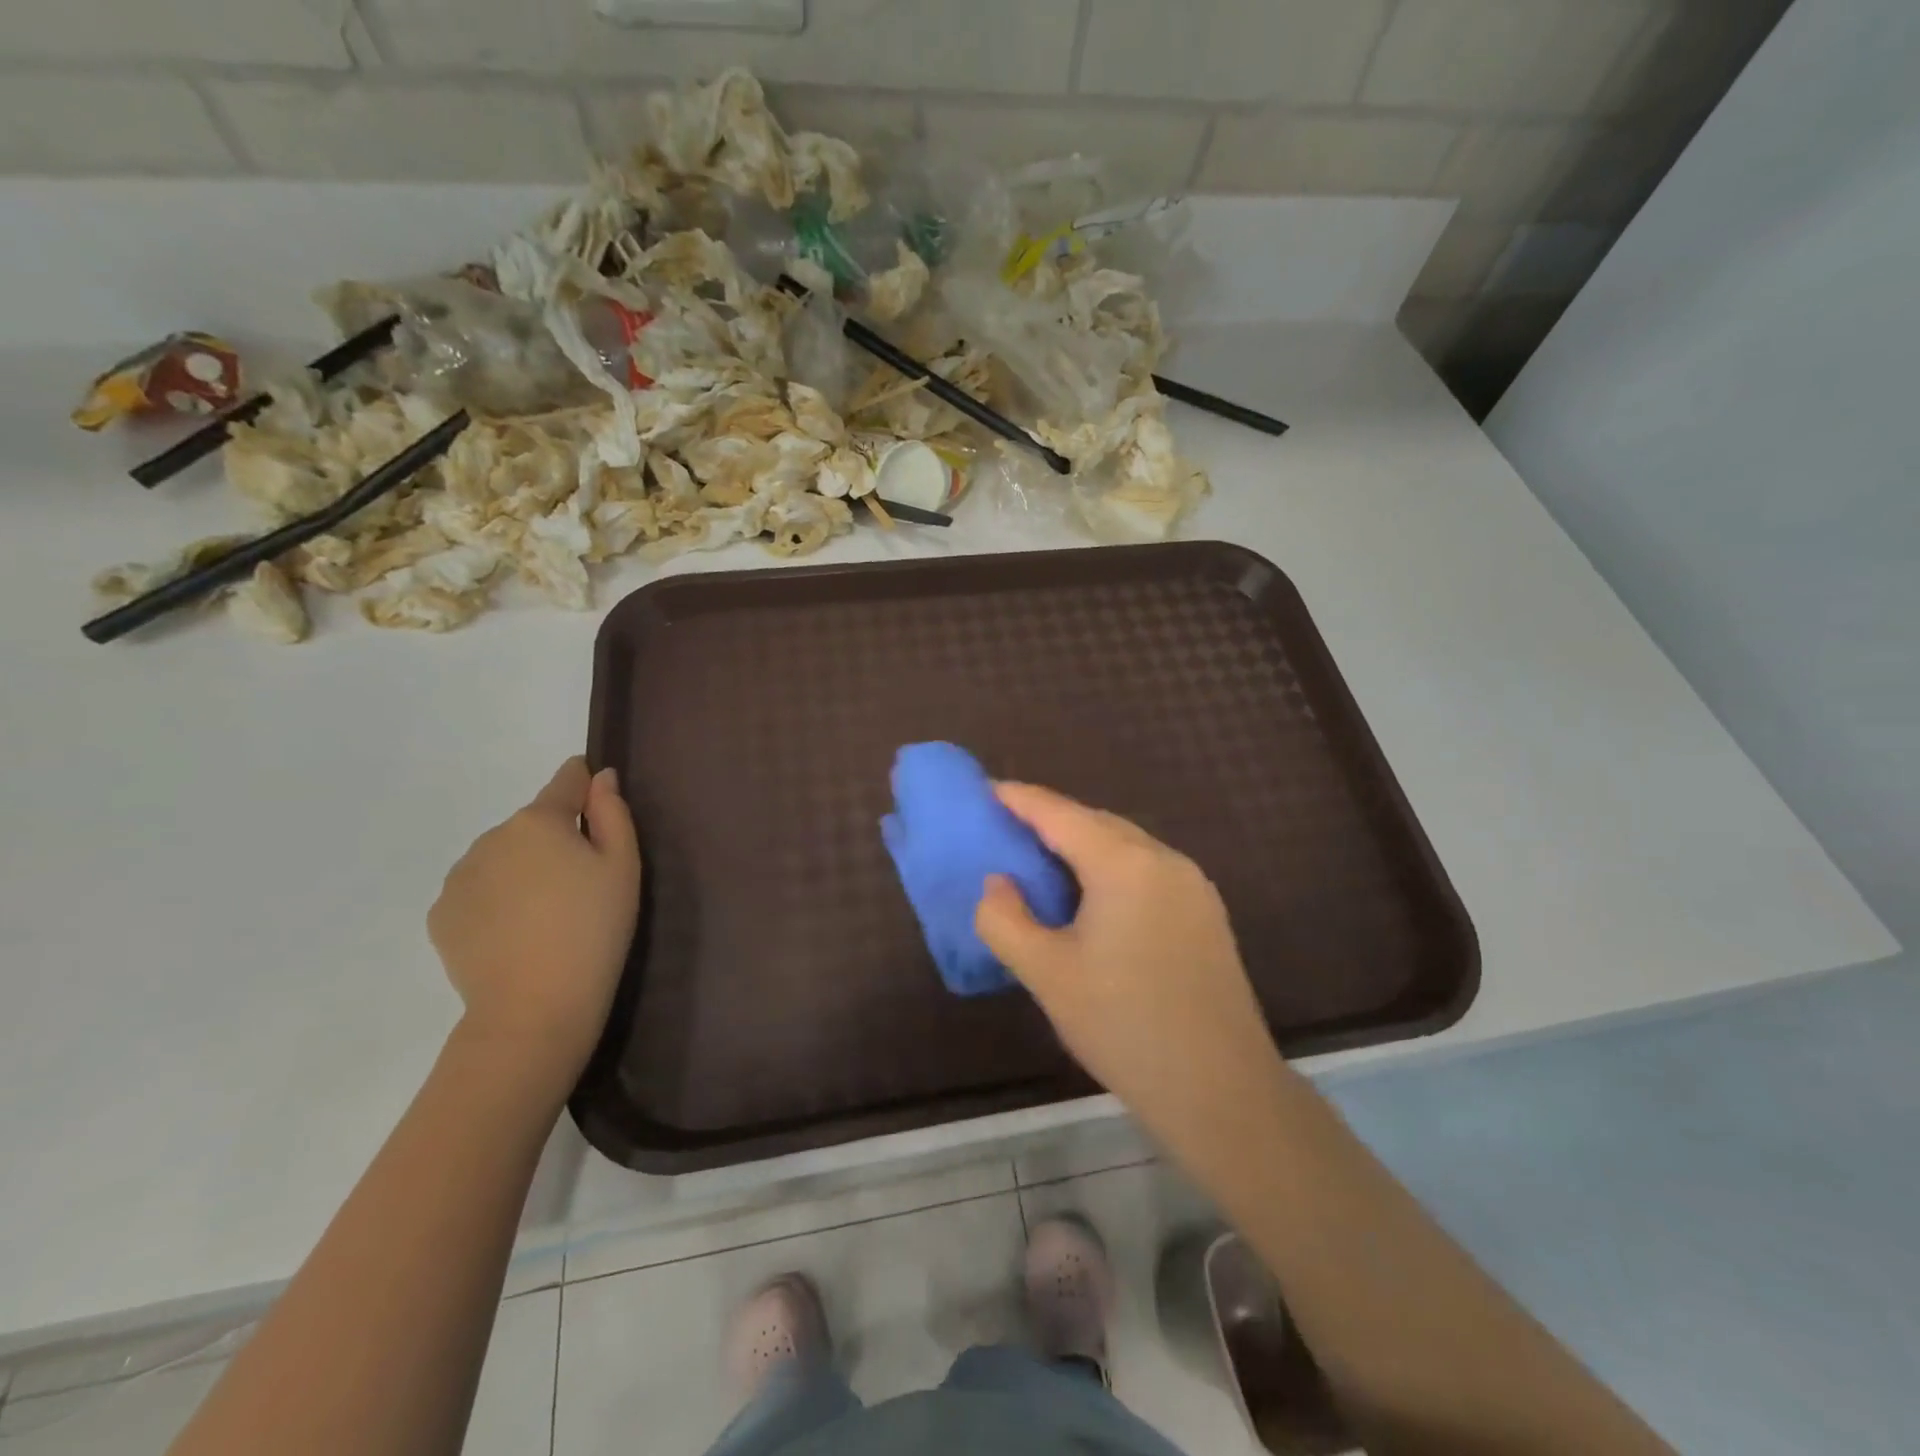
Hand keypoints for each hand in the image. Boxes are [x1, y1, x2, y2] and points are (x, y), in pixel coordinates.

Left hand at [429, 757, 640, 1089]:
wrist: (535, 1007)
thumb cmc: (594, 929)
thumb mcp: (623, 866)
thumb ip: (613, 812)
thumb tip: (601, 777)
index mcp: (539, 820)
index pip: (565, 780)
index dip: (586, 785)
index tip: (599, 807)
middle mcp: (491, 837)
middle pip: (533, 824)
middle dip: (555, 840)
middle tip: (581, 886)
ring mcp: (459, 877)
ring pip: (502, 857)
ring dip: (523, 870)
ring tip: (547, 916)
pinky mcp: (441, 915)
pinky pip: (478, 891)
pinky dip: (497, 901)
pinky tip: (517, 934)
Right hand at [975, 783, 1286, 1146]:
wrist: (1221, 1089)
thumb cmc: (1123, 1026)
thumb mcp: (1046, 974)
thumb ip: (1005, 919)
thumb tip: (997, 883)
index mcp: (1123, 864)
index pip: (1059, 814)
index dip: (1019, 799)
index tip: (985, 791)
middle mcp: (1164, 859)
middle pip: (1095, 823)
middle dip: (1050, 820)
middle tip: (1007, 830)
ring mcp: (1192, 885)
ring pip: (1125, 845)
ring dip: (1082, 845)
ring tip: (1043, 862)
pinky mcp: (1206, 912)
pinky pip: (1147, 869)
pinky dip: (1110, 868)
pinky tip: (1092, 898)